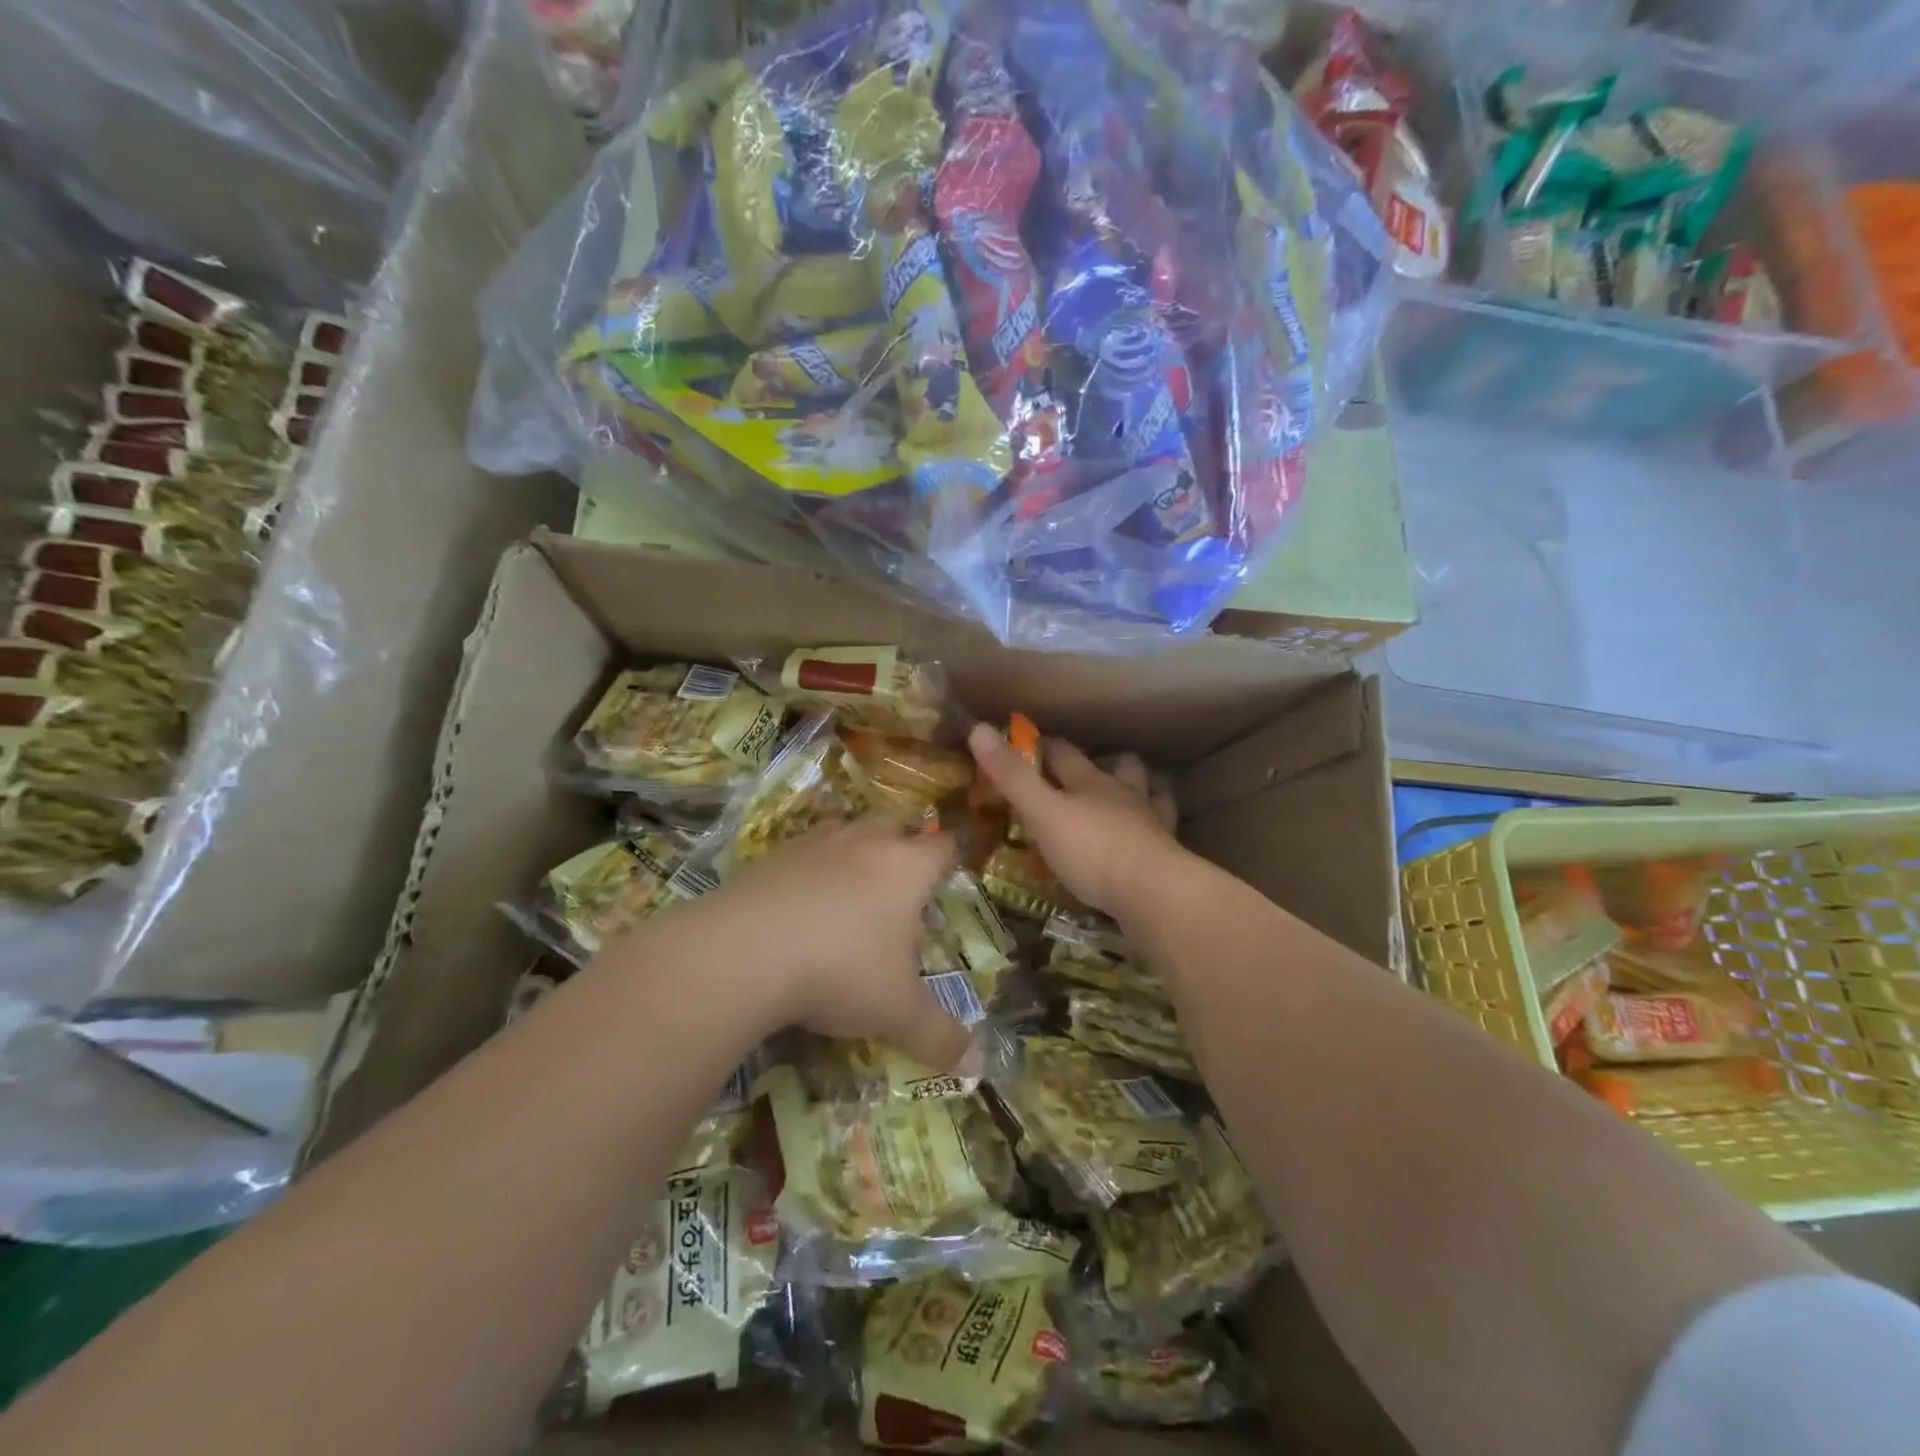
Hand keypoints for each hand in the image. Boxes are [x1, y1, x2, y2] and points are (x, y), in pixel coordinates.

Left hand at [690, 817, 973, 1074]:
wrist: (743, 952)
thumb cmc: (840, 971)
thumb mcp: (896, 1013)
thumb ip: (939, 1037)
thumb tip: (975, 1064)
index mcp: (906, 868)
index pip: (942, 845)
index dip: (949, 858)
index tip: (946, 878)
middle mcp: (864, 842)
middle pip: (893, 825)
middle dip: (900, 846)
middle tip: (898, 887)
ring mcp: (814, 843)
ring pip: (845, 830)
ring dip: (853, 851)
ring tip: (848, 892)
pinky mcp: (771, 855)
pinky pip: (802, 851)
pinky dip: (809, 869)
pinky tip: (799, 905)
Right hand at [967, 722, 1179, 914]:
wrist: (1153, 893)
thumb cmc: (1092, 850)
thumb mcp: (1042, 813)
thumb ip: (1012, 777)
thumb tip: (978, 728)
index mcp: (1091, 782)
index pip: (1065, 753)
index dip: (1045, 746)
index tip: (1029, 743)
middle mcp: (1124, 794)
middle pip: (1119, 766)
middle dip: (1104, 763)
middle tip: (1086, 770)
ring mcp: (1151, 823)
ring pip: (1149, 792)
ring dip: (1139, 788)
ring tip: (1127, 796)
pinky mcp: (1167, 854)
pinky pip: (1163, 831)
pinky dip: (1155, 827)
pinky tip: (1150, 834)